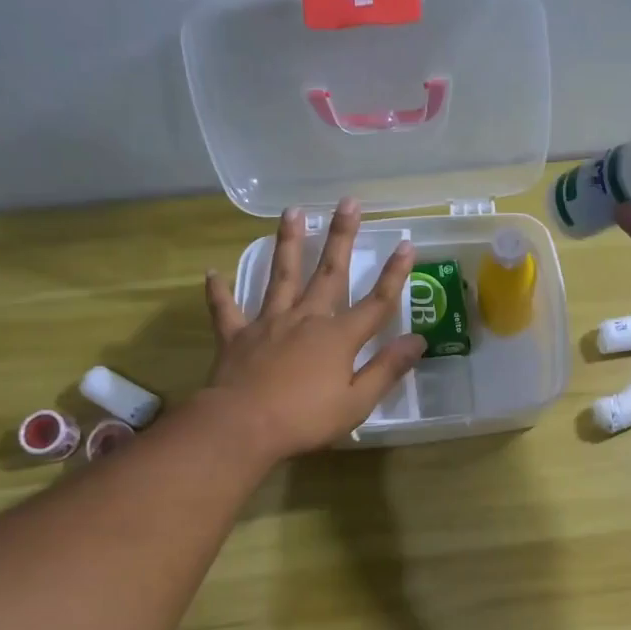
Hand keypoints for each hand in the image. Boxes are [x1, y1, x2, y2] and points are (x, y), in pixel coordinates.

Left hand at [202, 200, 424, 461]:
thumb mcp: (357, 402)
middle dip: (341, 236)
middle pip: (329, 272)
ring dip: (288, 243)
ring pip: (281, 276)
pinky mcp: (237, 336)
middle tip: (348, 202)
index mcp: (338, 337)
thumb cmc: (305, 419)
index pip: (376, 302)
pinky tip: (212, 272)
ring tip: (292, 212)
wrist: (242, 426)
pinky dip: (219, 290)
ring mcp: (268, 323)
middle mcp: (306, 319)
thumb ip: (387, 369)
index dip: (394, 274)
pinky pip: (226, 308)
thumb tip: (417, 340)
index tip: (407, 244)